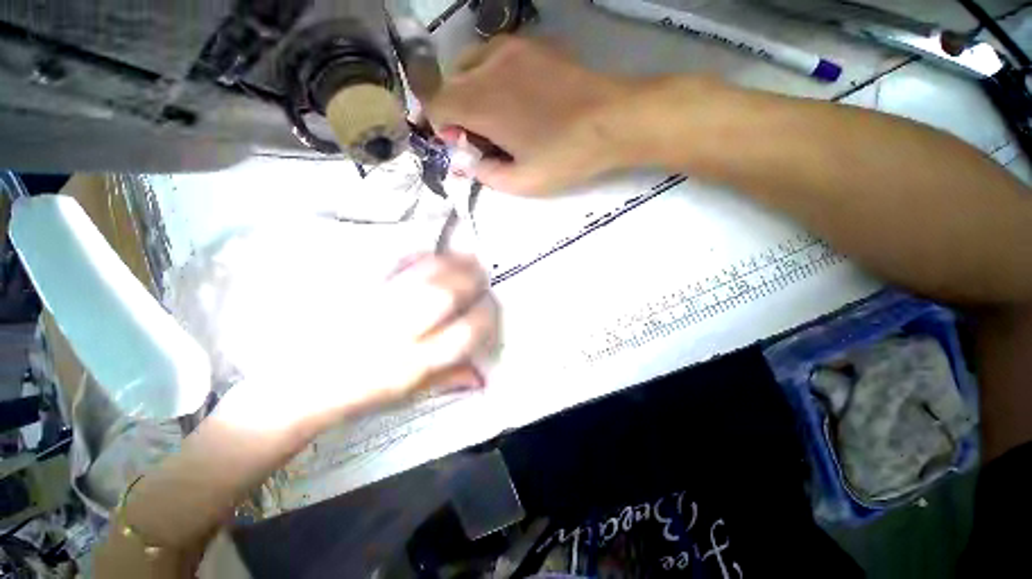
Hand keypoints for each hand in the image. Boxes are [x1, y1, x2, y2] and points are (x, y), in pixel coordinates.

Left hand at [207, 254, 499, 439]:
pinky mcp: (351, 292)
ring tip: (463, 257)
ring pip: (420, 276)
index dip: (486, 314)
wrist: (295, 387)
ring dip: (449, 262)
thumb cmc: (357, 394)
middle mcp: (395, 335)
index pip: (465, 332)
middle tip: (481, 272)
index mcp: (413, 364)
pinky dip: (416, 257)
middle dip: (470, 278)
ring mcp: (371, 309)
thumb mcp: (408, 394)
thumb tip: (482, 375)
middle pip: (444, 295)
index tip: (490, 304)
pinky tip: (428, 255)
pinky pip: (391, 266)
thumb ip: (449, 379)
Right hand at [428, 36, 637, 194]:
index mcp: (481, 102)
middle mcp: (488, 66)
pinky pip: (495, 56)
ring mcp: (511, 48)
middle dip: (454, 111)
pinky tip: (514, 96)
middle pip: (450, 83)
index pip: (435, 104)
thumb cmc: (565, 156)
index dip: (437, 125)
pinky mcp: (533, 44)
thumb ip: (487, 175)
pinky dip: (491, 76)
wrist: (612, 120)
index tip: (456, 142)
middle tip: (478, 135)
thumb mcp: (523, 183)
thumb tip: (471, 162)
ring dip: (471, 91)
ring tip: (495, 116)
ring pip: (470, 65)